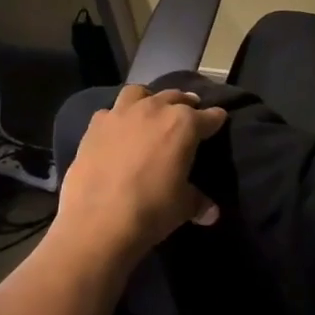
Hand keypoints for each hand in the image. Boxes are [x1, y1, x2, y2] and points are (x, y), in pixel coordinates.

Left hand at [56, 85, 227, 256]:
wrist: (98, 222)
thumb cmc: (152, 210)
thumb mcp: (183, 207)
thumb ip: (198, 202)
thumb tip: (212, 213)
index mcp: (184, 124)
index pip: (210, 116)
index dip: (216, 120)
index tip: (219, 122)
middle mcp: (155, 109)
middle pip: (176, 97)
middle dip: (185, 105)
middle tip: (187, 116)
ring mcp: (121, 114)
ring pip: (139, 93)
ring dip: (148, 100)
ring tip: (150, 113)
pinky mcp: (95, 126)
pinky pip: (110, 112)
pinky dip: (117, 119)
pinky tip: (117, 132)